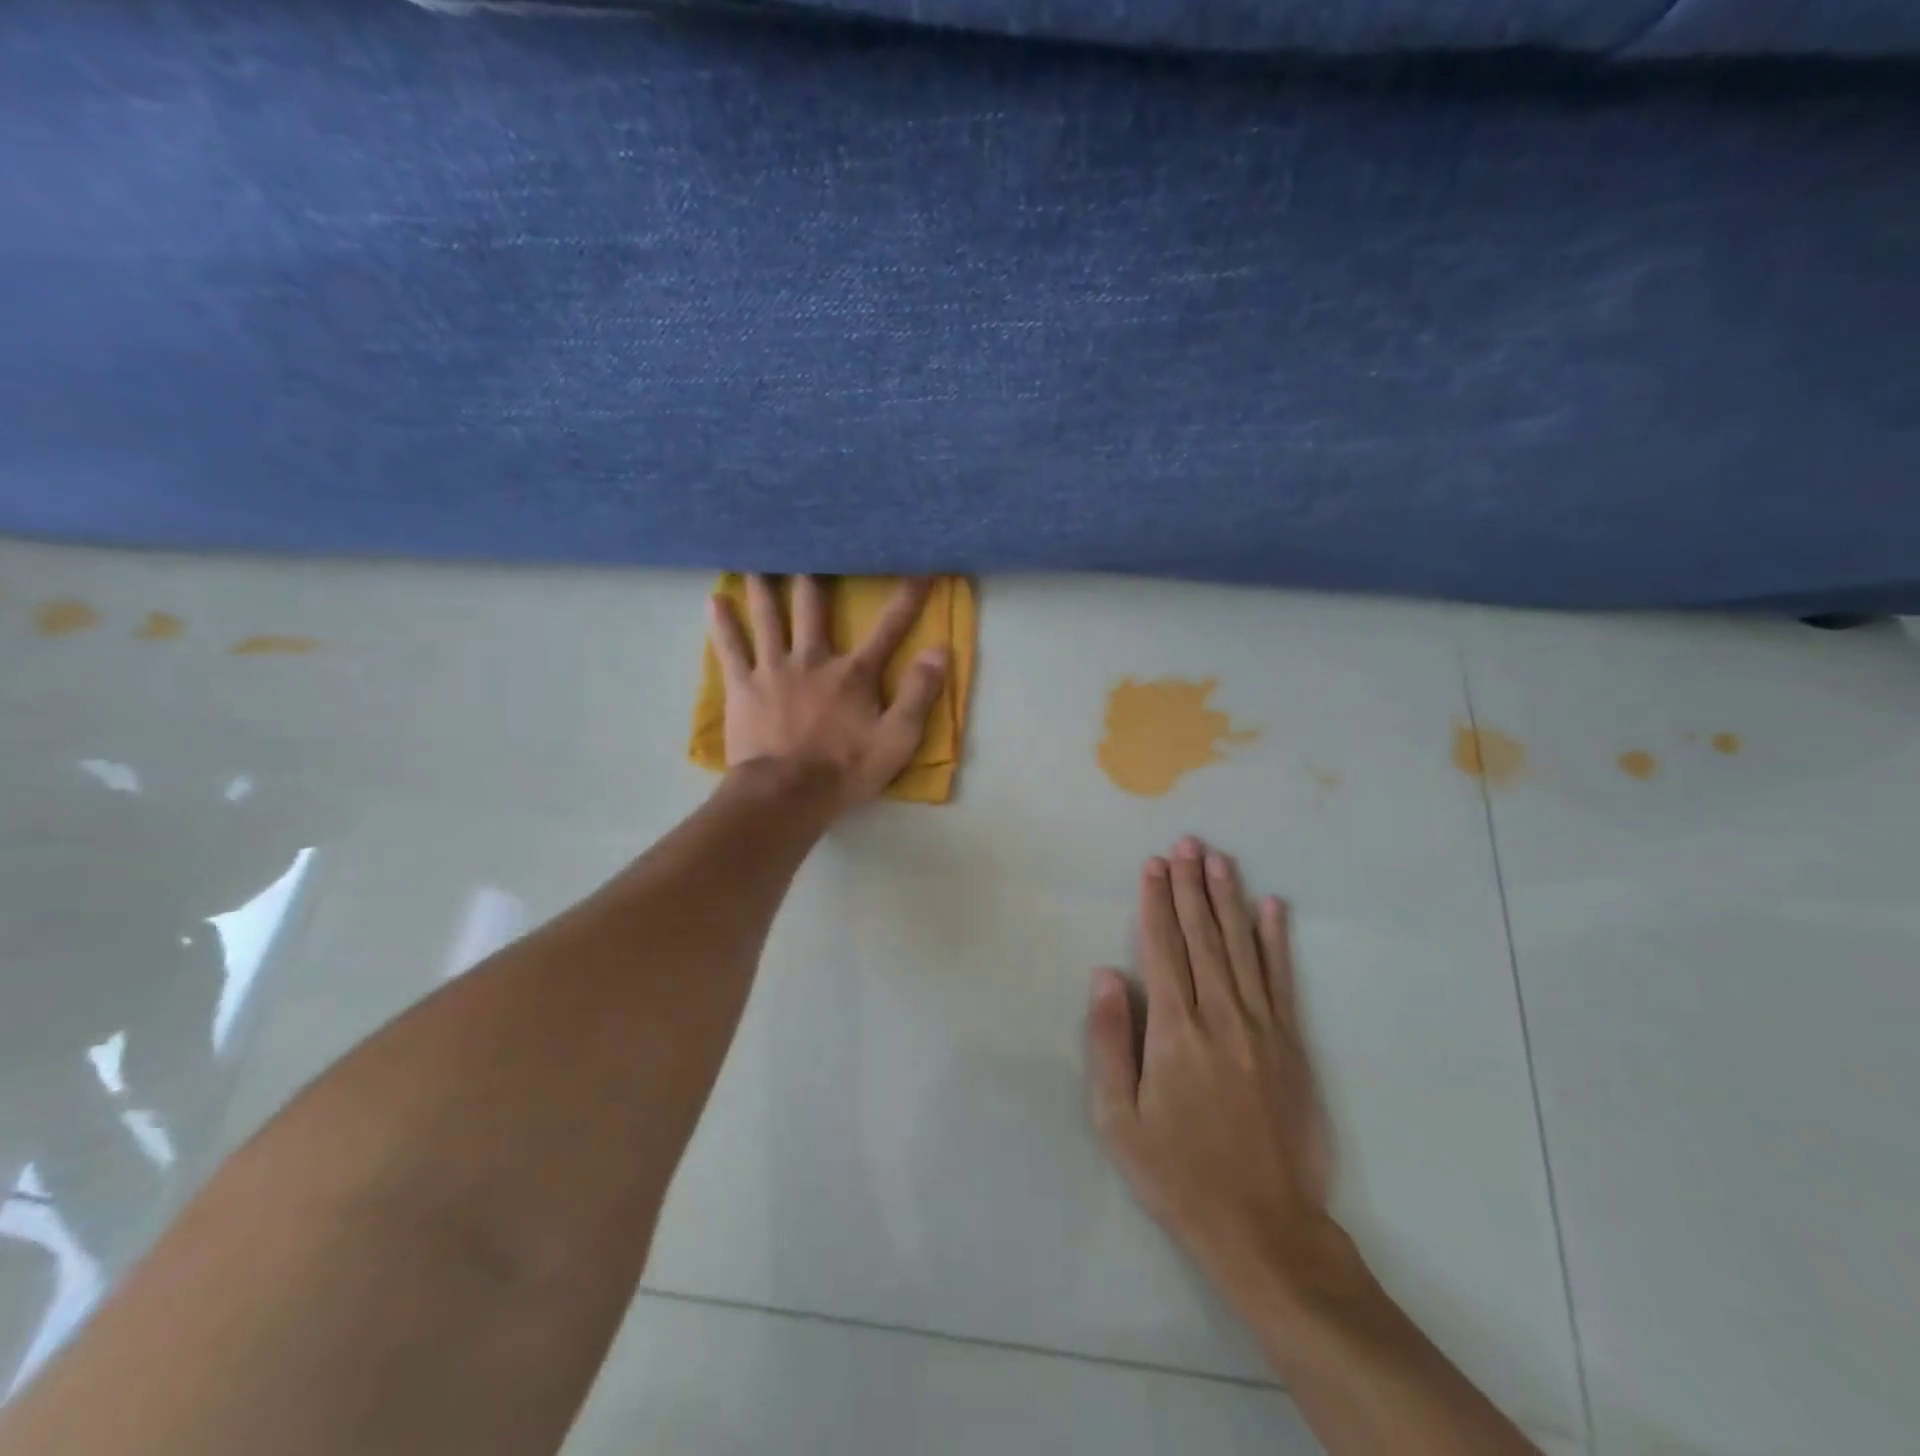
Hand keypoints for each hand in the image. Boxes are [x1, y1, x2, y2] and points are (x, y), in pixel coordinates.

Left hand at [709, 574, 947, 810]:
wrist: (785, 794)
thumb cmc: (845, 769)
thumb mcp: (897, 740)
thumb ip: (919, 694)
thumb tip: (939, 651)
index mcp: (853, 673)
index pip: (889, 628)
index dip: (908, 597)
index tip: (921, 566)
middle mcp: (813, 659)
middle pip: (813, 607)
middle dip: (815, 574)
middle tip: (809, 541)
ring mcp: (774, 669)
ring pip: (769, 617)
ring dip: (765, 586)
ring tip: (758, 556)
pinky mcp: (743, 687)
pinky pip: (731, 648)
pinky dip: (723, 624)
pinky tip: (714, 600)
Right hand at [1087, 836, 1346, 1305]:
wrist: (1265, 1227)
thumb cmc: (1178, 1172)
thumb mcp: (1119, 1118)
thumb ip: (1110, 1041)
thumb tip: (1106, 974)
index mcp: (1174, 1030)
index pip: (1163, 948)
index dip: (1156, 902)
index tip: (1153, 864)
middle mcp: (1220, 1015)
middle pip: (1202, 935)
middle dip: (1190, 885)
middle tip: (1186, 842)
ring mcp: (1262, 1026)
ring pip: (1241, 946)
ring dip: (1227, 898)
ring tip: (1218, 859)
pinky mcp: (1291, 1044)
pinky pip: (1281, 979)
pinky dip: (1276, 939)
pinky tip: (1272, 908)